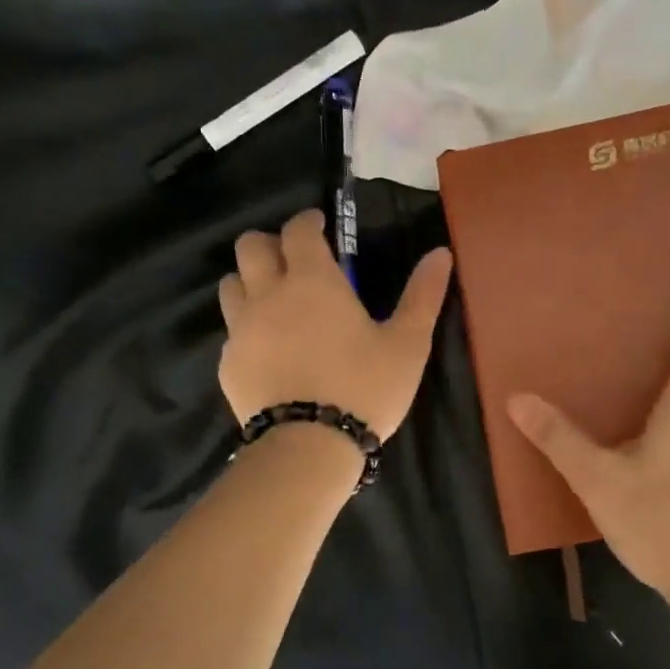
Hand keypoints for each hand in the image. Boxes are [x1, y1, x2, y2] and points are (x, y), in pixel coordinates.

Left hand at [218, 209, 452, 440]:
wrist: (309, 447)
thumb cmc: (364, 389)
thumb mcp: (407, 344)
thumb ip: (423, 295)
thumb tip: (440, 253)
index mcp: (312, 281)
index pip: (297, 229)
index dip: (308, 221)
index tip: (321, 226)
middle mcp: (268, 295)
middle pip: (251, 246)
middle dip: (272, 243)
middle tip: (295, 260)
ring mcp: (242, 329)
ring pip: (231, 284)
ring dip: (251, 280)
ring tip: (276, 300)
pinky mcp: (229, 363)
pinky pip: (232, 330)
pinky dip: (247, 327)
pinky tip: (269, 349)